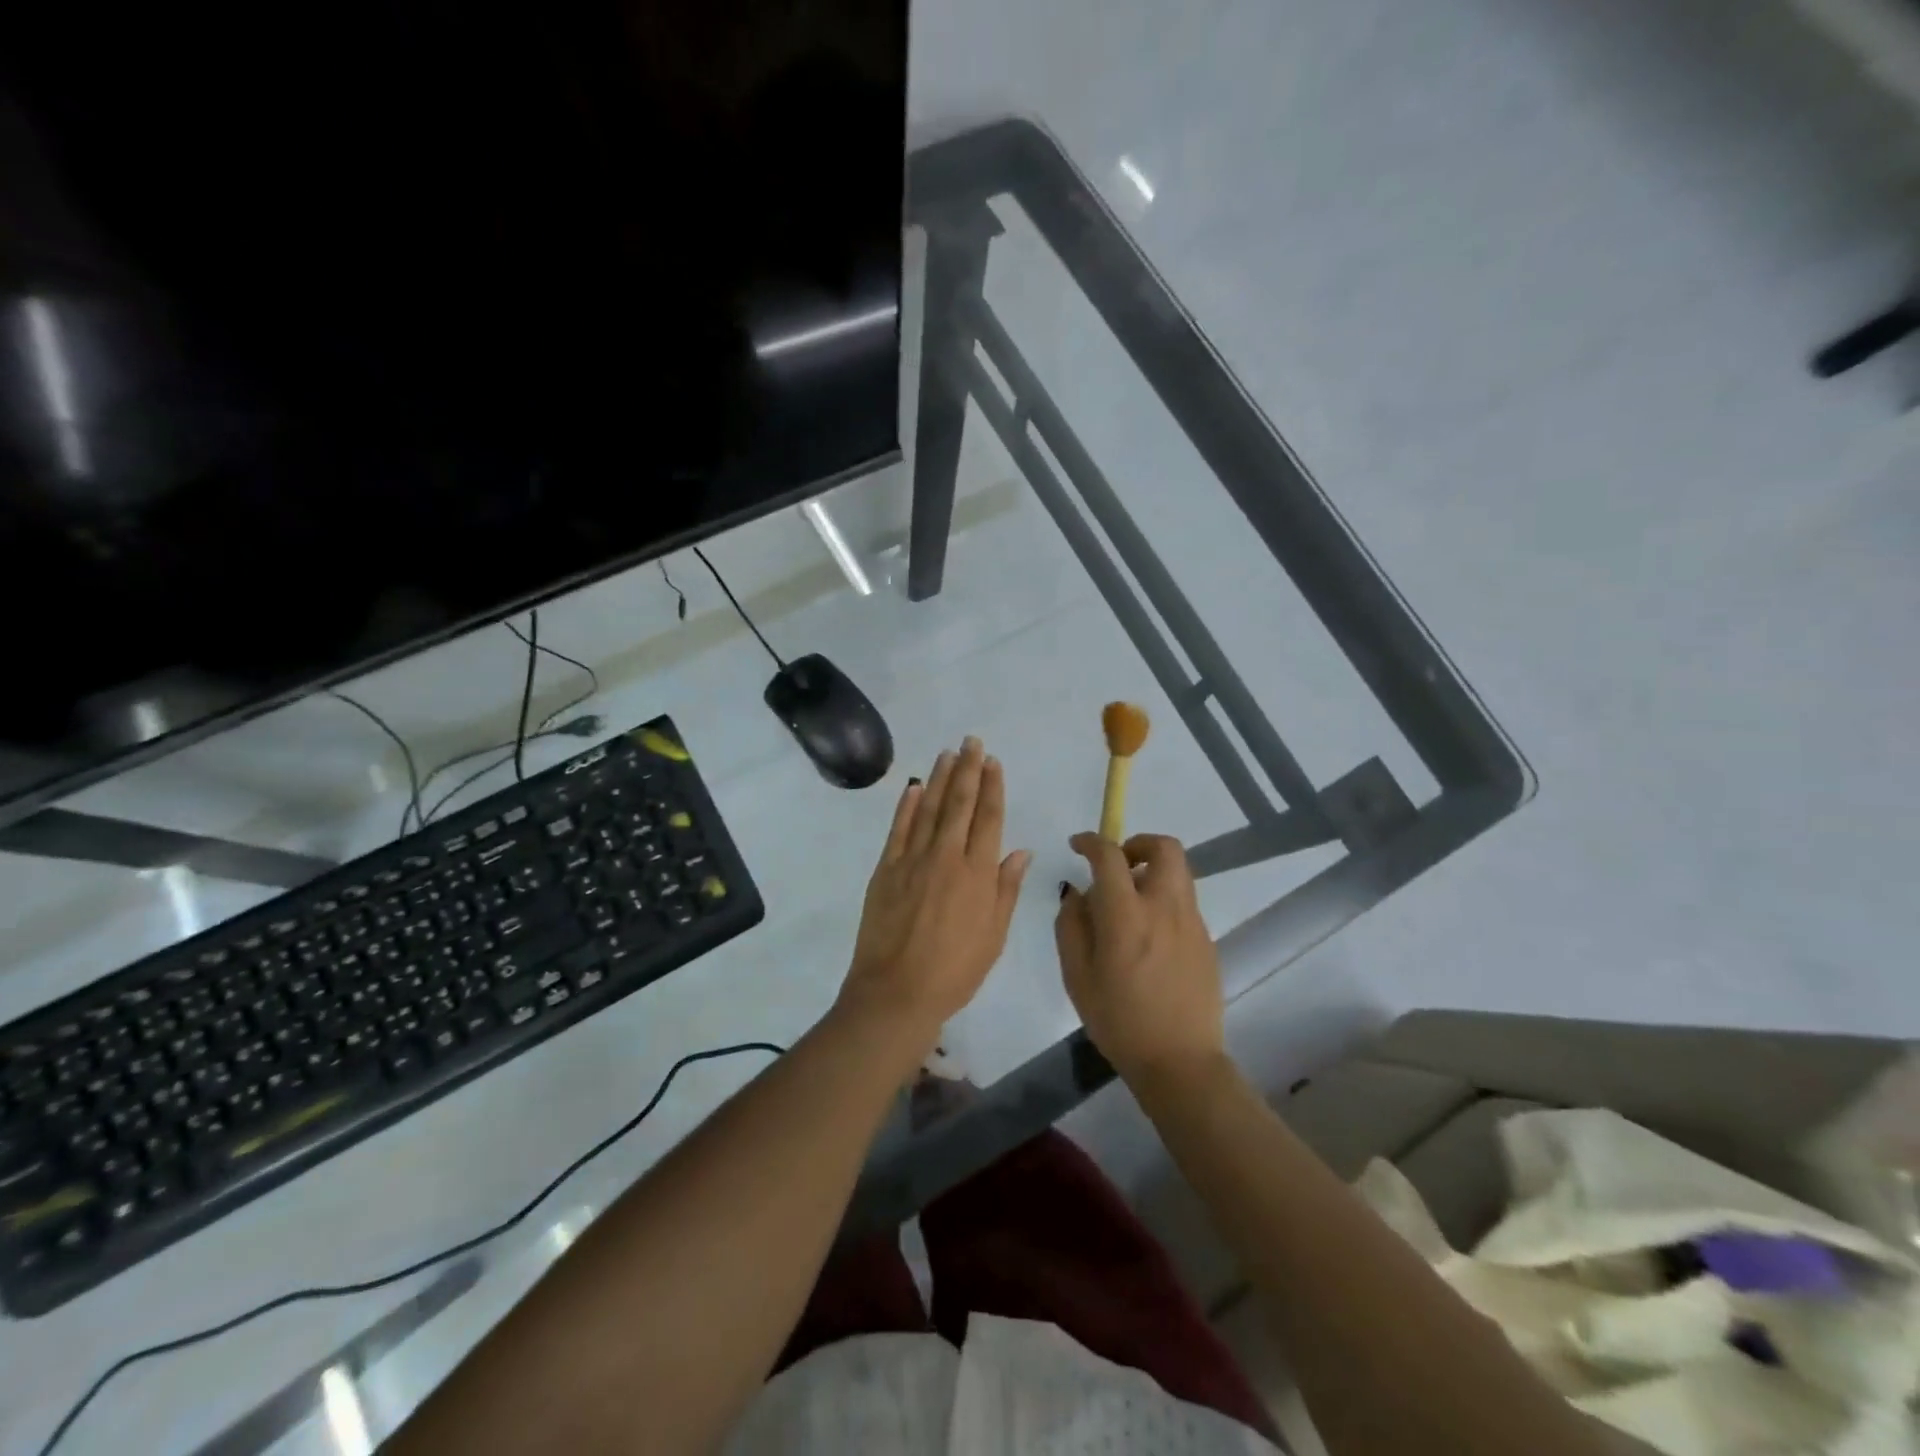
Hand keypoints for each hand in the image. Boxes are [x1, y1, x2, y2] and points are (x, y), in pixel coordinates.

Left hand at [838, 737, 1031, 1054]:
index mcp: (978, 874)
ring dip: (940, 778)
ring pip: (930, 808)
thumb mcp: (994, 935)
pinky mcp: (885, 869)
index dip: (992, 787)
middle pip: (960, 804)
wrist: (897, 992)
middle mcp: (947, 857)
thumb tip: (1020, 850)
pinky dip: (907, 806)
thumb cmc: (955, 971)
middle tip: (972, 741)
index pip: (989, 818)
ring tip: (948, 753)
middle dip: (968, 770)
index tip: (993, 762)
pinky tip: (915, 787)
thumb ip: (1006, 888)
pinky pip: (899, 829)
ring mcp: (912, 860)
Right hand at [1056, 832, 1224, 1081]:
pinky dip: (1164, 899)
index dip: (1091, 841)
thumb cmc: (1118, 1021)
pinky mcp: (1207, 939)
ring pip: (1179, 871)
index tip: (1077, 845)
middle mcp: (1164, 907)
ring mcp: (1192, 922)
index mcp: (1126, 915)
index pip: (1110, 856)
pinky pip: (1184, 901)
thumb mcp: (1077, 975)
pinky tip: (1149, 935)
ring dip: (1153, 870)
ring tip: (1131, 901)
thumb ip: (1071, 925)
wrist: (1179, 1061)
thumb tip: (1077, 893)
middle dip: (1138, 843)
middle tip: (1118, 864)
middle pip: (1164, 847)